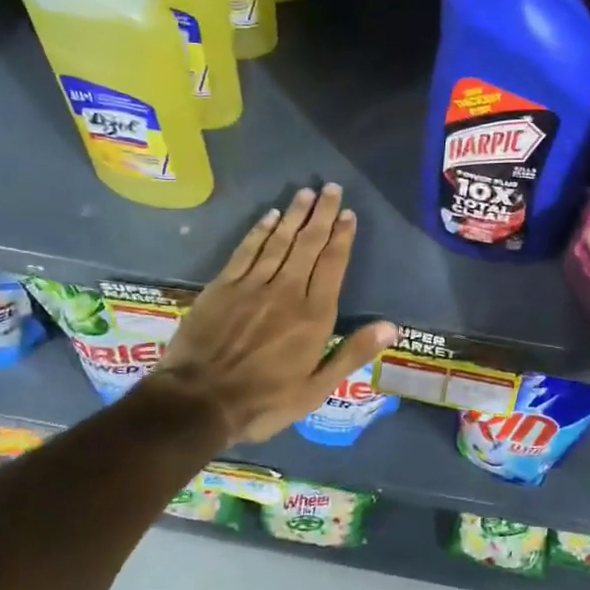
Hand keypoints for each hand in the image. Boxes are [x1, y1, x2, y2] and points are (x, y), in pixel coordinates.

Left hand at [146, 185, 397, 446]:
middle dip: (322, 215)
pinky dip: (260, 231)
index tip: (349, 215)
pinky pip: (246, 250)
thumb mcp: (316, 388)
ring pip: (279, 241)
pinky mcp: (223, 286)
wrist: (198, 402)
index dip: (342, 238)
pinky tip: (269, 216)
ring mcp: (252, 285)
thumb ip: (352, 353)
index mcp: (313, 315)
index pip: (332, 265)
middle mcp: (286, 291)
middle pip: (308, 244)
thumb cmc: (264, 401)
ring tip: (307, 192)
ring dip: (294, 215)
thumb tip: (391, 327)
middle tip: (332, 188)